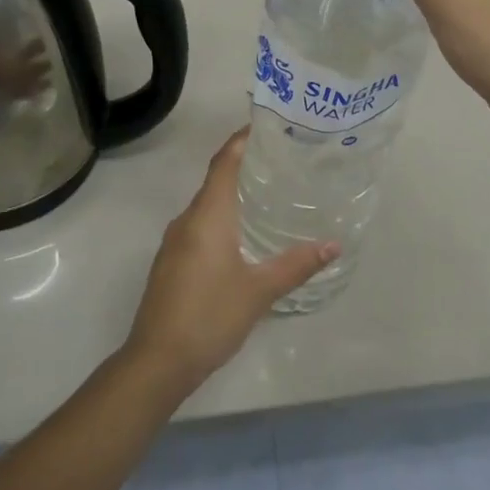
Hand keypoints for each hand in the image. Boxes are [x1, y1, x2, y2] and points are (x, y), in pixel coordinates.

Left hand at [124, 129, 337, 390]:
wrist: (156, 362)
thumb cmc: (209, 316)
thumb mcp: (259, 291)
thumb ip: (296, 265)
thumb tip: (333, 245)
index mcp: (207, 216)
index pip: (224, 163)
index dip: (241, 140)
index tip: (266, 126)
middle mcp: (187, 220)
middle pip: (216, 180)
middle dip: (244, 166)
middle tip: (281, 161)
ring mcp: (174, 242)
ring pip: (207, 206)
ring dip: (233, 195)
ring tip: (268, 194)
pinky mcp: (171, 263)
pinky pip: (199, 227)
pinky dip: (222, 219)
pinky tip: (243, 236)